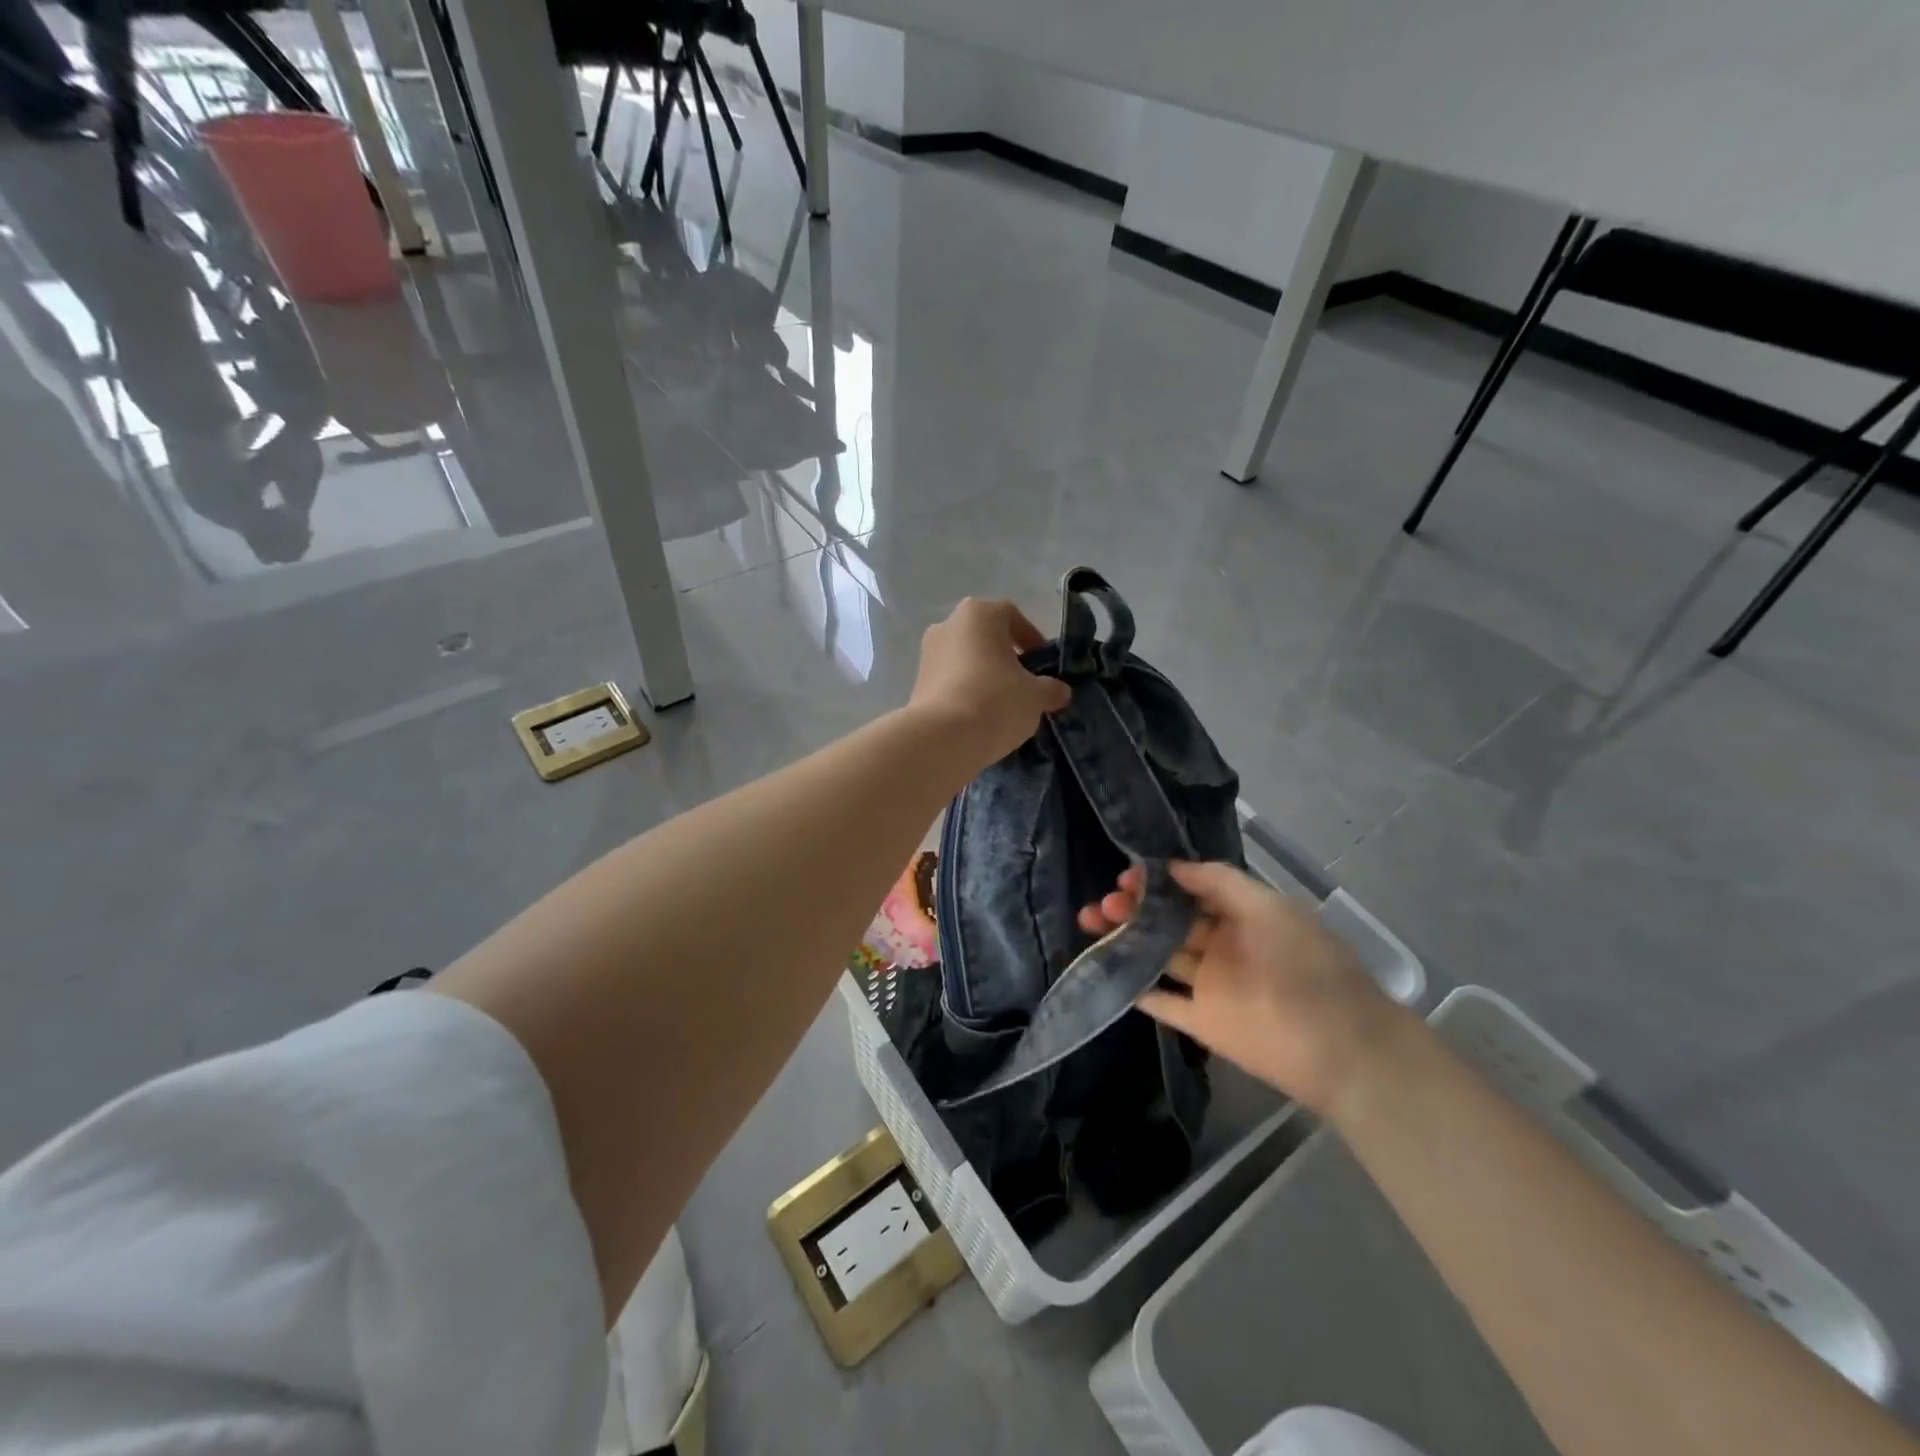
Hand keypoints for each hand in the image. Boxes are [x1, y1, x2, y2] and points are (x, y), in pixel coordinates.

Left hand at [910, 598, 1070, 766]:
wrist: (942, 738)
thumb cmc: (996, 701)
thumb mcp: (1035, 696)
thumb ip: (1051, 689)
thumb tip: (1060, 692)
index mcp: (979, 614)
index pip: (1011, 615)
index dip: (1030, 637)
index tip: (1042, 664)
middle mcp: (948, 624)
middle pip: (985, 636)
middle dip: (1006, 656)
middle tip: (1024, 683)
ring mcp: (927, 653)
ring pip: (965, 658)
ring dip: (984, 674)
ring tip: (1002, 704)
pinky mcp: (916, 682)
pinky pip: (950, 680)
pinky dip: (965, 691)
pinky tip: (979, 716)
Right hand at [1080, 860, 1408, 1112]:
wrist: (1339, 1045)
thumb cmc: (1304, 964)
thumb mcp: (1267, 906)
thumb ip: (1219, 881)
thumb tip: (1171, 867)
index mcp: (1240, 916)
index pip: (1189, 892)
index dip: (1157, 882)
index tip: (1126, 876)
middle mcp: (1222, 946)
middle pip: (1168, 922)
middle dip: (1134, 908)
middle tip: (1104, 903)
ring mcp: (1210, 985)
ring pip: (1157, 955)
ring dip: (1125, 939)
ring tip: (1091, 924)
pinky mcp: (1201, 1022)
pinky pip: (1161, 1001)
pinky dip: (1134, 987)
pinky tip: (1104, 968)